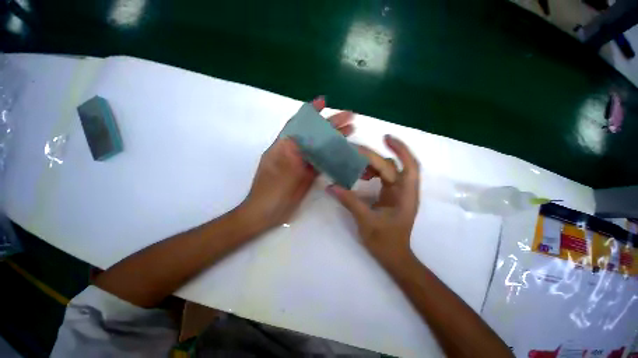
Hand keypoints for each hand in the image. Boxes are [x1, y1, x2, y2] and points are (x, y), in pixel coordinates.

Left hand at [241, 97, 353, 229]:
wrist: (266, 213)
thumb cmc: (270, 191)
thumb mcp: (280, 169)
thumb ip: (291, 152)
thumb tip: (302, 134)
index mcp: (283, 146)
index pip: (298, 124)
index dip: (311, 112)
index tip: (324, 101)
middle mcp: (293, 152)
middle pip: (313, 134)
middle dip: (330, 124)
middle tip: (349, 117)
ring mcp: (301, 163)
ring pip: (319, 147)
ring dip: (334, 139)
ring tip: (350, 131)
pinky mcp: (307, 174)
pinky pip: (321, 162)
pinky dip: (331, 156)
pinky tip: (342, 151)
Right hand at [328, 135, 419, 265]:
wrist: (394, 256)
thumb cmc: (384, 241)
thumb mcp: (366, 220)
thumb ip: (349, 201)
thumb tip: (331, 186)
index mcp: (405, 196)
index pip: (405, 167)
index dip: (399, 149)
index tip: (385, 138)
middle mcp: (405, 191)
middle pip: (393, 166)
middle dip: (375, 157)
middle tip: (355, 152)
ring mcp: (398, 193)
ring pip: (388, 170)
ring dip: (373, 164)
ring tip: (356, 164)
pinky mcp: (391, 195)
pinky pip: (383, 177)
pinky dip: (373, 172)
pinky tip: (360, 175)